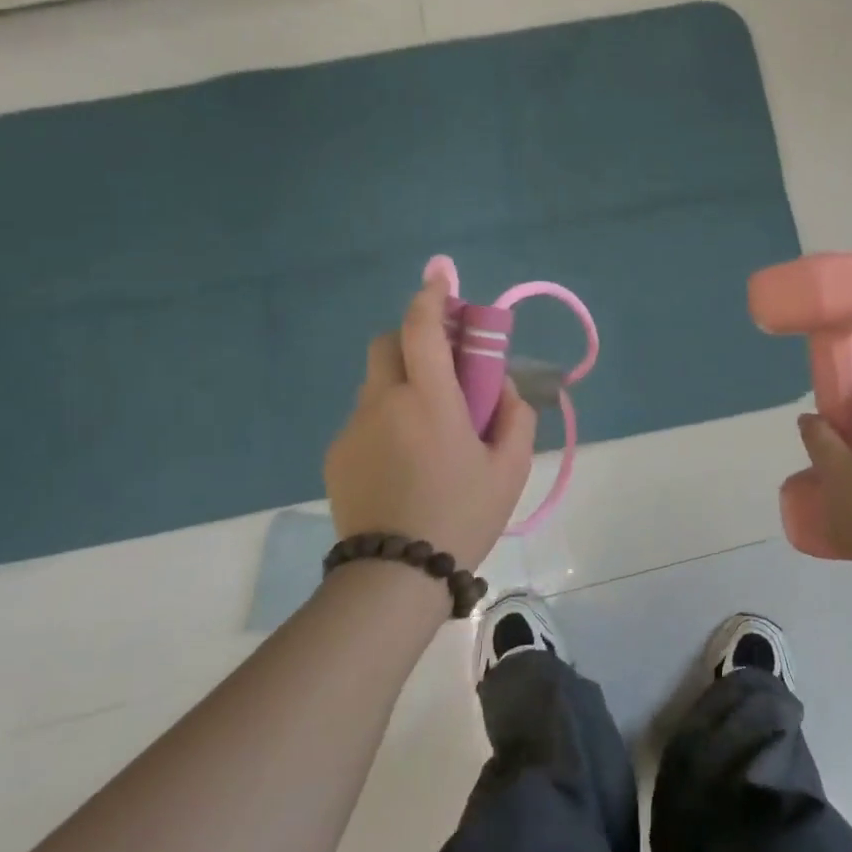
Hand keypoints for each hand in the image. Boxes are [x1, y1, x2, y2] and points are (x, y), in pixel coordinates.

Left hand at [323, 276, 537, 570]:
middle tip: (444, 366)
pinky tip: (404, 460)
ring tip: (429, 428)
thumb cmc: (462, 516)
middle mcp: (384, 402)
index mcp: (430, 400)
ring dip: (403, 383)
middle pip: (389, 343)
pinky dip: (387, 418)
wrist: (394, 578)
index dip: (432, 294)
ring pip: (377, 382)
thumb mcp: (511, 469)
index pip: (422, 328)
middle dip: (414, 337)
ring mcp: (354, 428)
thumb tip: (499, 387)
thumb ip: (515, 416)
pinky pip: (366, 418)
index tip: (440, 273)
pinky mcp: (336, 455)